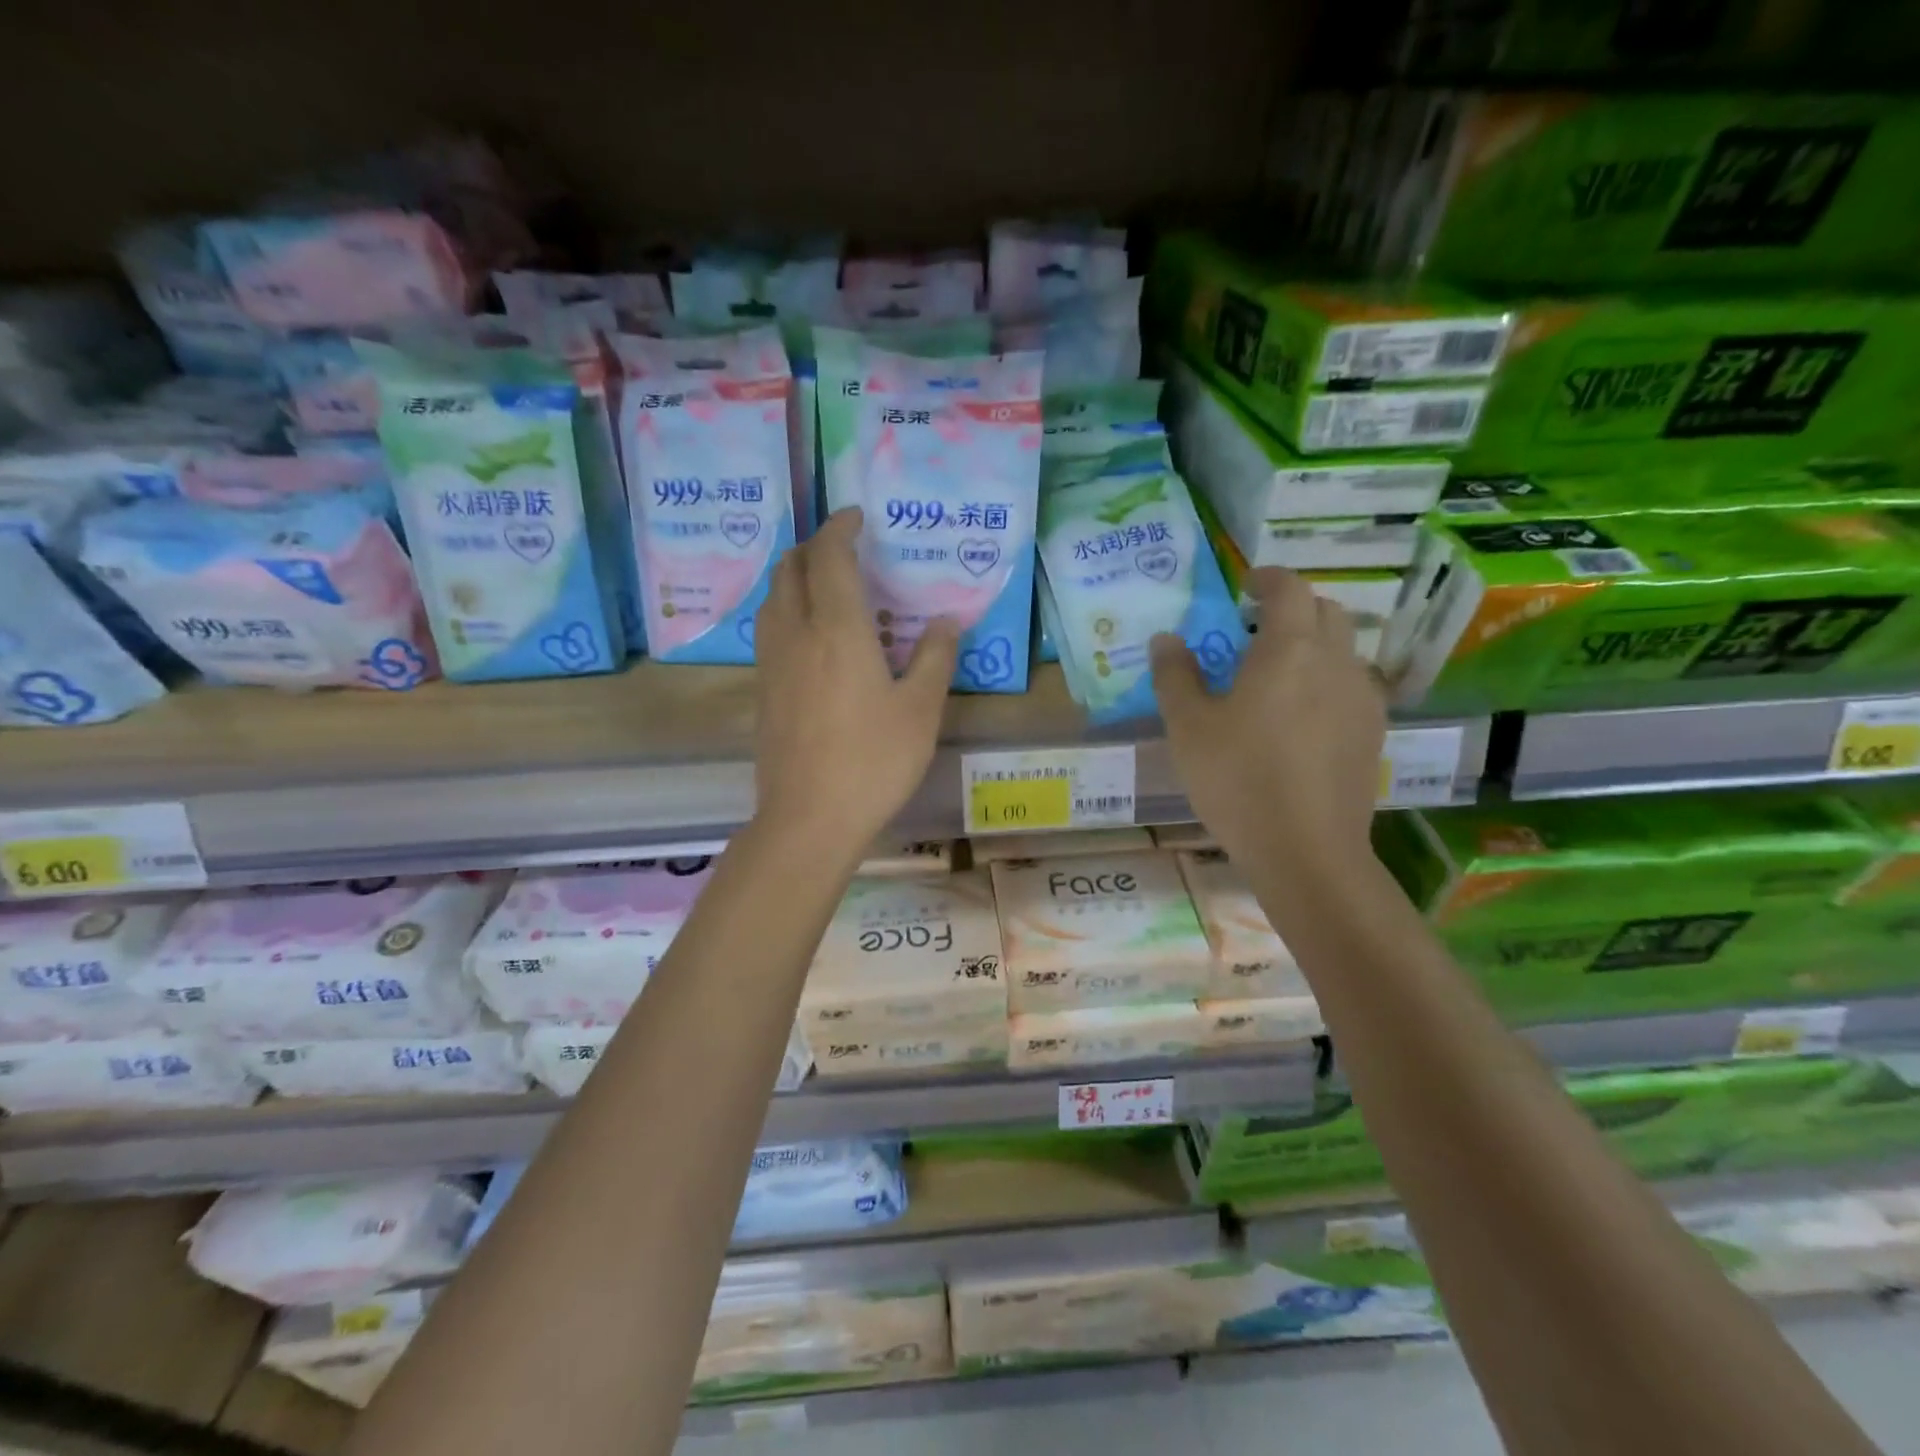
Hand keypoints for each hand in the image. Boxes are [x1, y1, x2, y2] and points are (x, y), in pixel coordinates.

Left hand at [752, 508, 958, 860]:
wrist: (809, 818)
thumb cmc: (874, 761)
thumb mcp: (921, 710)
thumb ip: (934, 657)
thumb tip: (946, 621)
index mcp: (837, 629)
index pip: (830, 557)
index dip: (841, 529)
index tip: (856, 517)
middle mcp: (796, 634)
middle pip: (791, 569)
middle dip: (812, 546)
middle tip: (842, 547)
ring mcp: (772, 663)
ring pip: (772, 598)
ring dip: (794, 576)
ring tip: (823, 584)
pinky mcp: (762, 690)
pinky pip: (768, 629)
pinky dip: (786, 609)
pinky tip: (809, 634)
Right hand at [1151, 568, 1384, 870]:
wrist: (1305, 850)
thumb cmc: (1237, 779)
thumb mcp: (1188, 727)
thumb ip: (1175, 675)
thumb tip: (1166, 639)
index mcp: (1289, 649)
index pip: (1289, 588)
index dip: (1267, 578)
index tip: (1245, 586)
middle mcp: (1336, 662)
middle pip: (1325, 611)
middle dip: (1292, 608)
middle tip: (1254, 631)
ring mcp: (1361, 698)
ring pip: (1343, 649)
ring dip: (1312, 645)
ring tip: (1276, 676)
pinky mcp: (1372, 732)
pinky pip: (1351, 686)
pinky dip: (1326, 681)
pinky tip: (1300, 717)